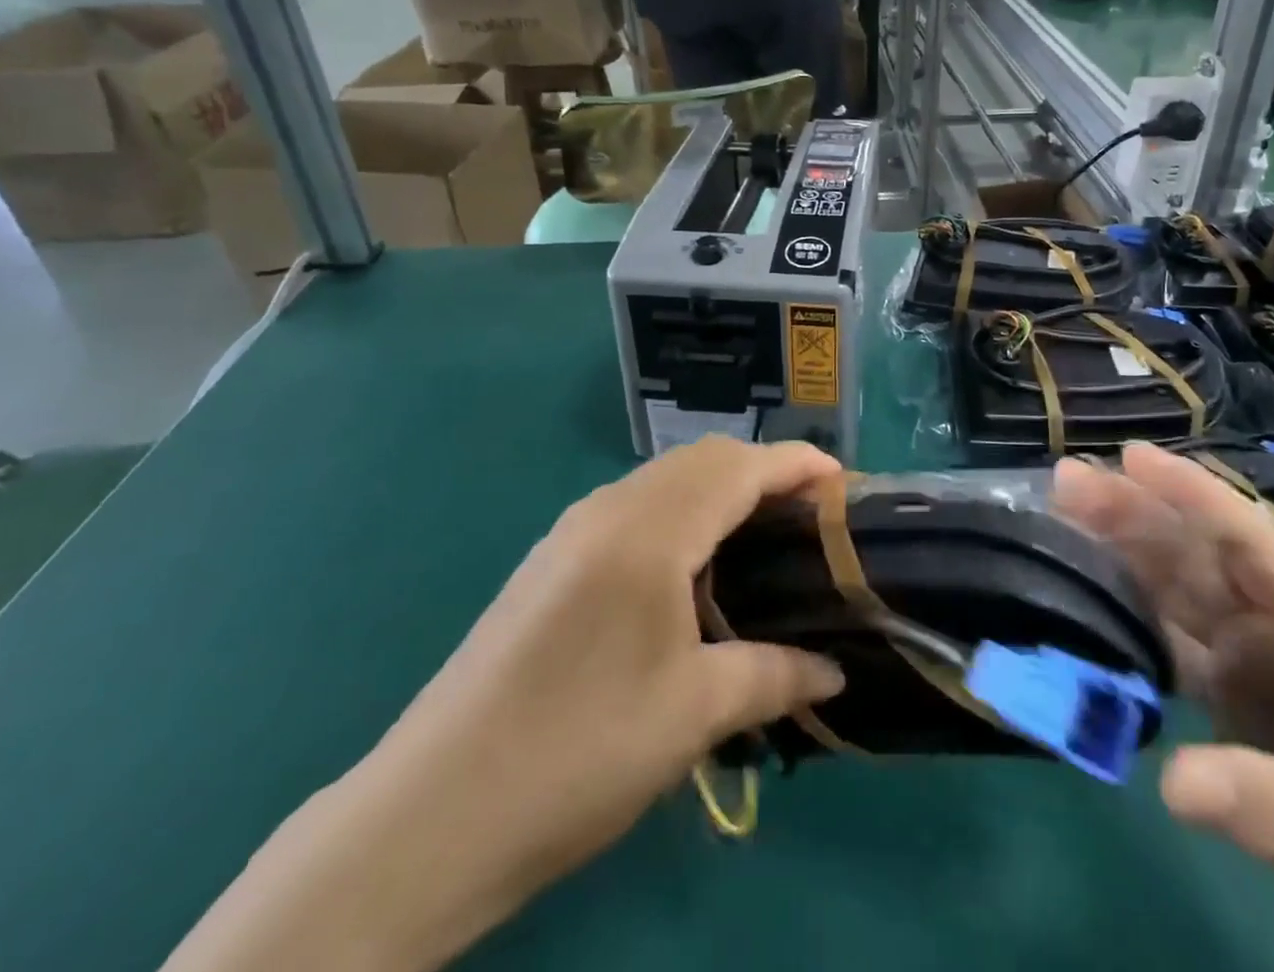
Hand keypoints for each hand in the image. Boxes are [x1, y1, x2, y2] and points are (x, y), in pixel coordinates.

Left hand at [165, 439, 845, 971]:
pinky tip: (694, 565)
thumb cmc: (578, 751)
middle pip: (702, 459)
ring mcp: (572, 531)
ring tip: (762, 534)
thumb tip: (834, 671)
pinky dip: (682, 508)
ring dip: (720, 487)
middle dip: (763, 469)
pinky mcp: (551, 559)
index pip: (738, 467)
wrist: (430, 814)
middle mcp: (609, 510)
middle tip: (811, 514)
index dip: (796, 463)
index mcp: (649, 532)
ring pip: (665, 478)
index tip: (843, 481)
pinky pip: (634, 505)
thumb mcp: (693, 715)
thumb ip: (773, 676)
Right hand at [1055, 445, 1273, 971]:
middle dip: (1140, 516)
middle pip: (1205, 560)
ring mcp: (1268, 681)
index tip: (1130, 457)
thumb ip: (1268, 801)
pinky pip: (1181, 655)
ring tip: (1068, 527)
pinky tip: (1100, 613)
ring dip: (1131, 562)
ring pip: (1187, 600)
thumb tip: (1169, 780)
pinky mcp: (1248, 722)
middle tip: (1069, 483)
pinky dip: (1141, 630)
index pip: (1254, 541)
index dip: (1193, 493)